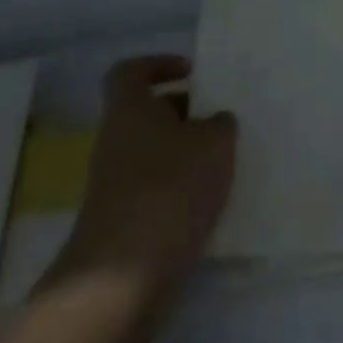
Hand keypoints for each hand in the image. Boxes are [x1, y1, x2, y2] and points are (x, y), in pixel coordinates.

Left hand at [44, 57, 236, 310]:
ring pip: (155, 154)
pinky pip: (157, 191)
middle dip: (185, 113)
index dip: (158, 65)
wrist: (124, 277)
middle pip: (147, 114)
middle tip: (222, 119)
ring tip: (227, 161)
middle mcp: (116, 142)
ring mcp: (116, 186)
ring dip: (188, 154)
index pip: (130, 72)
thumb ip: (220, 124)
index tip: (192, 72)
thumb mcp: (214, 142)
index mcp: (129, 110)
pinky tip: (214, 201)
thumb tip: (215, 123)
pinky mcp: (124, 223)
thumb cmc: (170, 188)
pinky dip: (183, 190)